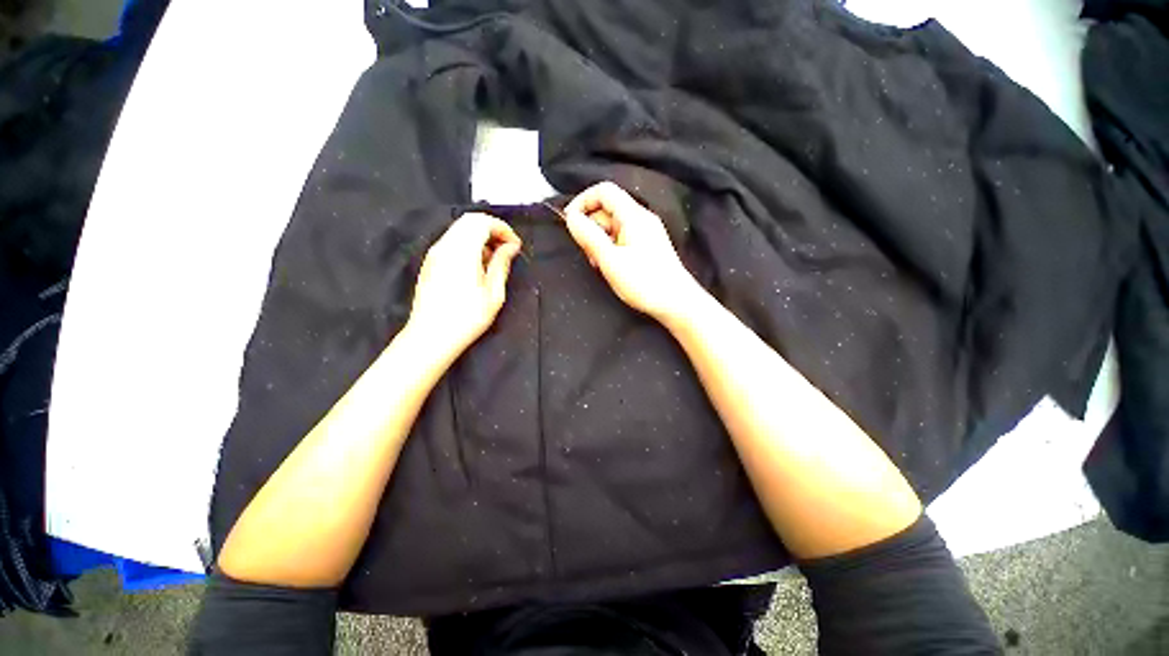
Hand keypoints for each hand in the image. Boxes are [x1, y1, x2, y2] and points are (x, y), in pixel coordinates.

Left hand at [406, 213, 521, 360]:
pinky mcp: (431, 262)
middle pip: (470, 220)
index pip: (482, 221)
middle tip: (507, 249)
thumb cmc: (466, 318)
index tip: (515, 246)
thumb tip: (510, 247)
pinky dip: (469, 245)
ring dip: (481, 237)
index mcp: (461, 251)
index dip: (503, 229)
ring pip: (459, 229)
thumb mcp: (493, 294)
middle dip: (492, 229)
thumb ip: (502, 264)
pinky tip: (477, 266)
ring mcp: (434, 253)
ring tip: (494, 260)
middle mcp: (445, 246)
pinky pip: (452, 241)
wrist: (431, 336)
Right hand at [563, 182, 703, 322]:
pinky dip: (611, 248)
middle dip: (591, 227)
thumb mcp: (610, 260)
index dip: (582, 202)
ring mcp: (645, 232)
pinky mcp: (647, 246)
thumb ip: (589, 236)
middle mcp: (641, 218)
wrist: (676, 303)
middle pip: (607, 209)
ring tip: (600, 264)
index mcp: (633, 216)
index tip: (570, 223)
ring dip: (600, 241)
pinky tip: (611, 266)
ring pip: (613, 226)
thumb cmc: (644, 283)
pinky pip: (622, 238)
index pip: (603, 191)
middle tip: (589, 254)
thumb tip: (571, 217)